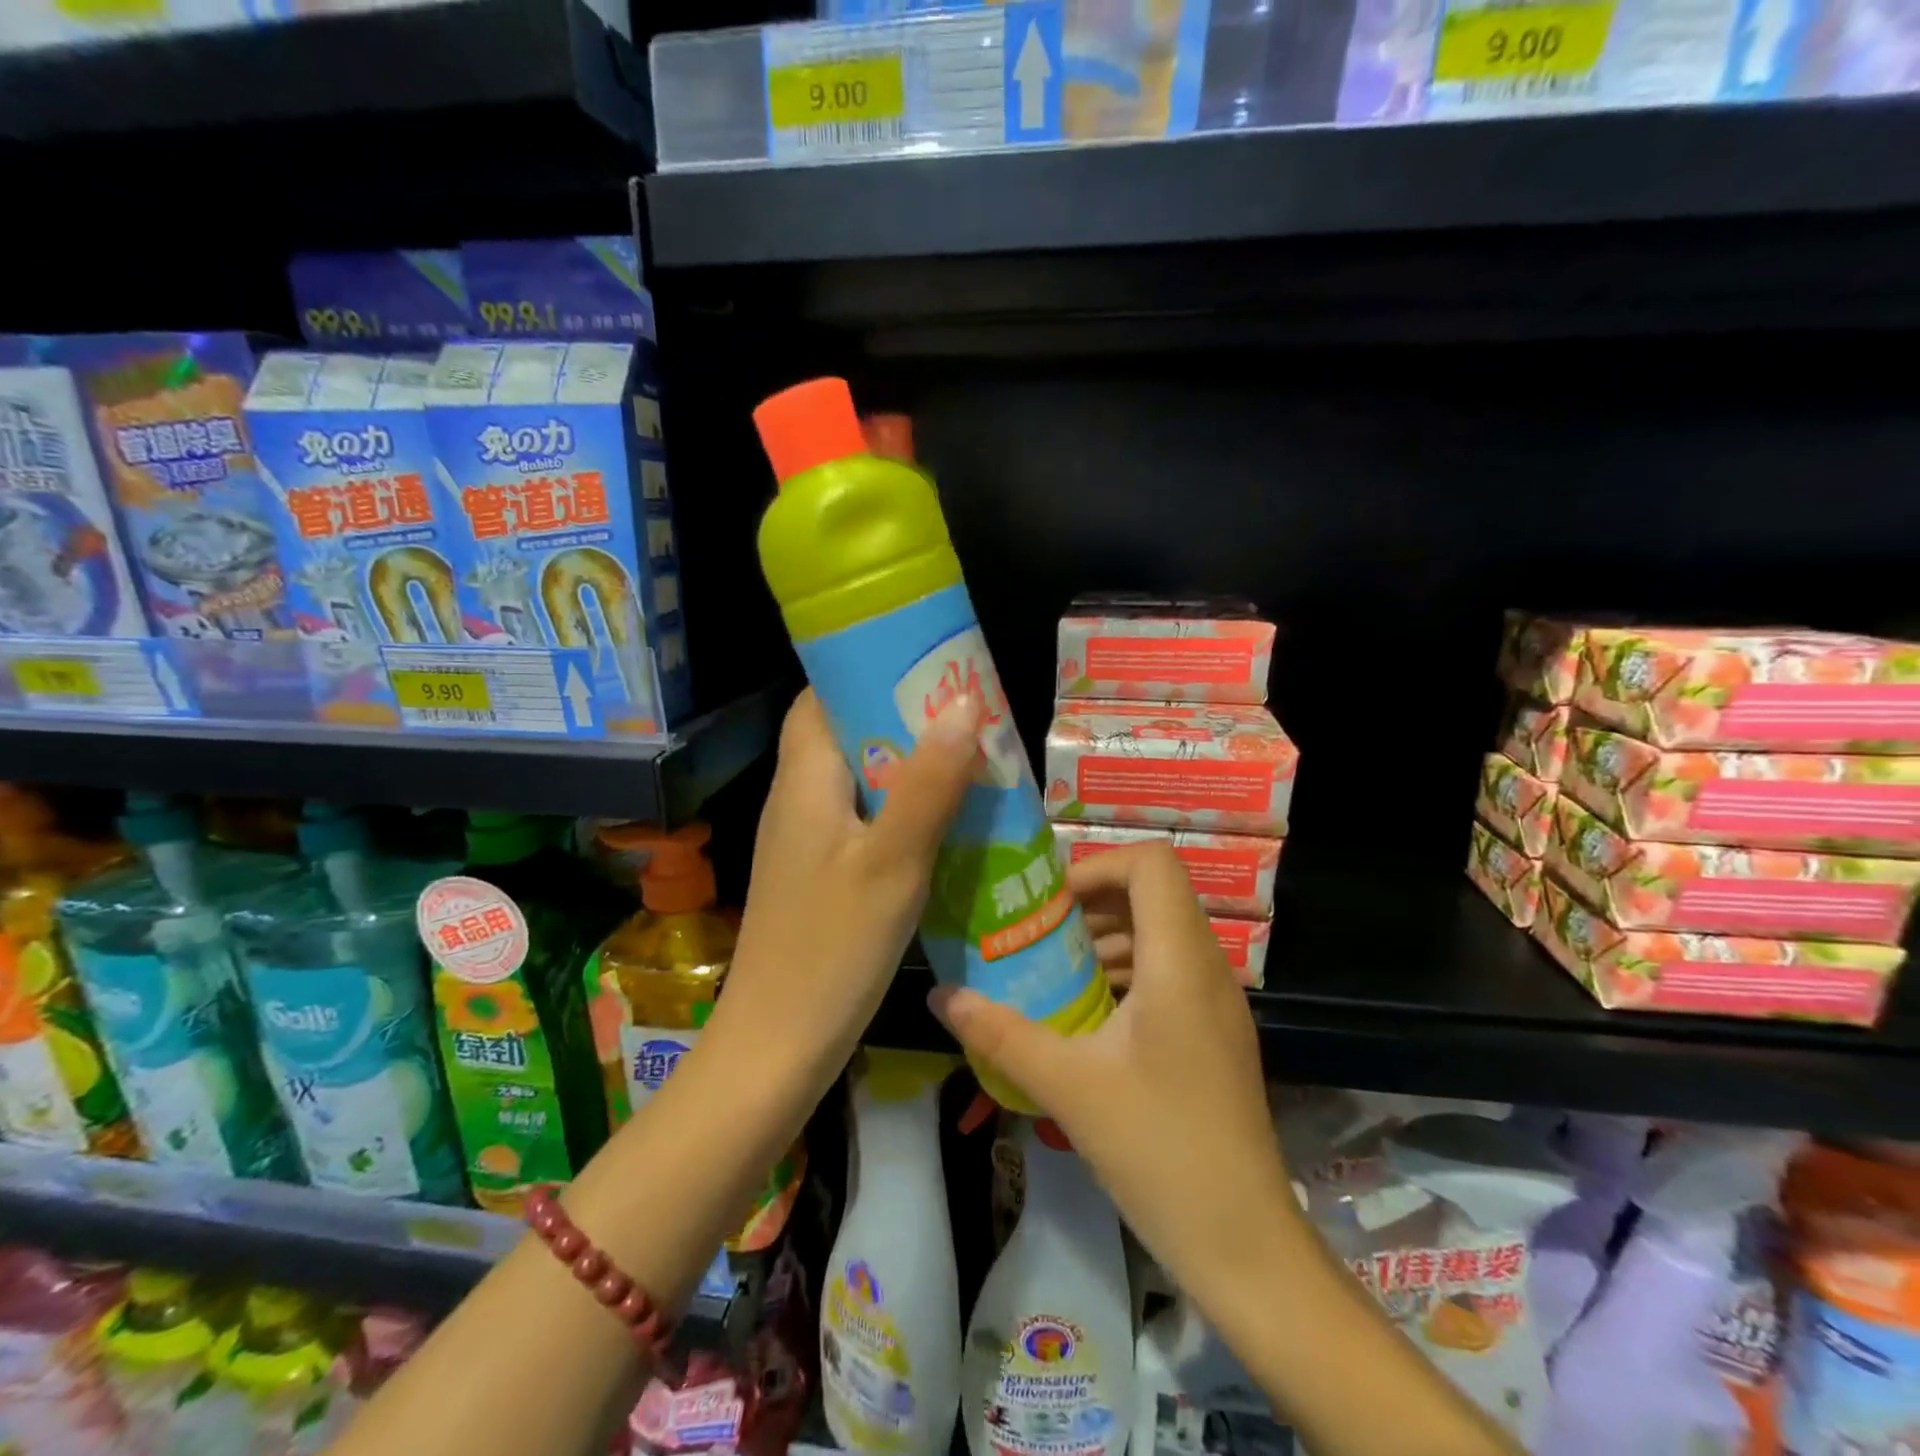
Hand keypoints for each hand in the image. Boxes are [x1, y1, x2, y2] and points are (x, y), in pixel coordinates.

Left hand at [716, 688, 982, 1092]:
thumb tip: (963, 703)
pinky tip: (945, 824)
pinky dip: (900, 809)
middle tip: (966, 713)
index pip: (823, 696)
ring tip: (969, 759)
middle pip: (845, 733)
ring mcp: (805, 839)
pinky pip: (862, 819)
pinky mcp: (818, 874)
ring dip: (907, 765)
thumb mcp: (893, 861)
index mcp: (804, 778)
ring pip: (858, 779)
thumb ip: (928, 783)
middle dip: (902, 717)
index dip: (869, 671)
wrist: (777, 1045)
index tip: (927, 664)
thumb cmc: (833, 947)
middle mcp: (797, 798)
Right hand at [931, 842, 1296, 1305]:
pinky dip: (1127, 970)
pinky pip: (1170, 970)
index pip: (1153, 863)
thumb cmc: (1158, 1150)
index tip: (1051, 904)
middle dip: (1093, 901)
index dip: (1098, 865)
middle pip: (1154, 892)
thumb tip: (939, 997)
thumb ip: (1000, 1034)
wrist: (1244, 1243)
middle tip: (1041, 933)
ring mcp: (1218, 1001)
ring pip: (1163, 932)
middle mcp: (1207, 967)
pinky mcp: (1216, 1031)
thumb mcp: (1068, 1086)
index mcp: (1179, 962)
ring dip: (1108, 937)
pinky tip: (1088, 1013)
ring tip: (1055, 971)